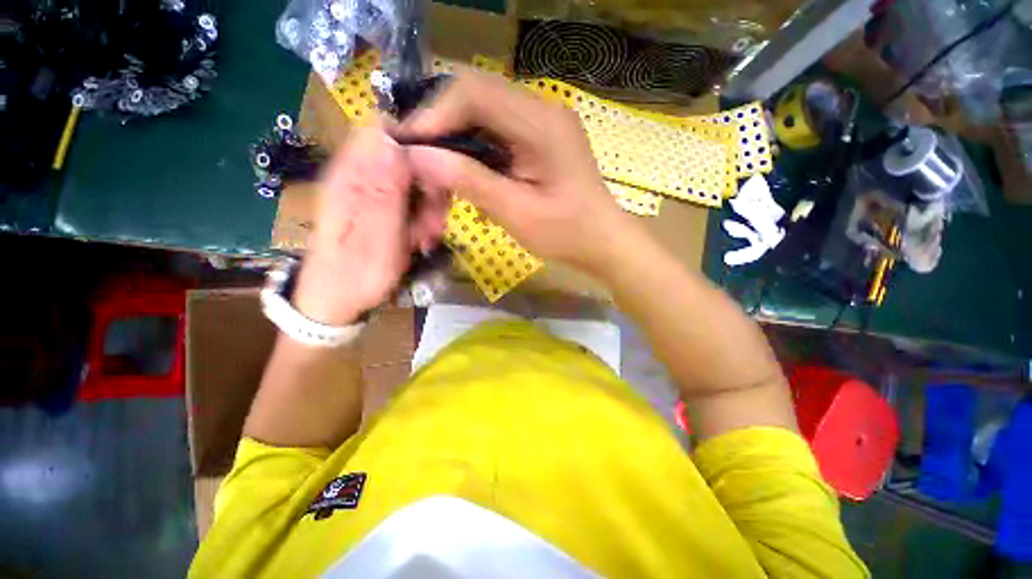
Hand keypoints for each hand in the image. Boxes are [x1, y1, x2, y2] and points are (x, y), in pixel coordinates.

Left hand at [293, 127, 446, 324]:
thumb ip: (383, 192)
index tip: (436, 182)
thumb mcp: (376, 237)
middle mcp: (358, 177)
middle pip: (405, 158)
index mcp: (350, 177)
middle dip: (429, 189)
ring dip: (428, 208)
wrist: (337, 300)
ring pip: (413, 182)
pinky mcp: (379, 207)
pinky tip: (419, 239)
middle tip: (432, 225)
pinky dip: (422, 218)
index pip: (384, 133)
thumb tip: (391, 140)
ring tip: (425, 238)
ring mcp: (370, 192)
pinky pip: (410, 200)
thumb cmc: (356, 274)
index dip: (417, 148)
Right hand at [399, 71, 632, 274]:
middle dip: (442, 126)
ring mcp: (542, 122)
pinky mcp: (539, 138)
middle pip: (476, 97)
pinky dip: (475, 150)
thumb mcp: (517, 213)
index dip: (435, 114)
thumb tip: (419, 156)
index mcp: (542, 124)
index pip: (474, 93)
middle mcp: (542, 110)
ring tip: (440, 171)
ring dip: (457, 139)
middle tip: (420, 160)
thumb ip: (470, 181)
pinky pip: (496, 131)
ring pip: (483, 113)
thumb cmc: (566, 234)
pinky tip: (468, 174)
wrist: (601, 242)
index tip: (409, 146)